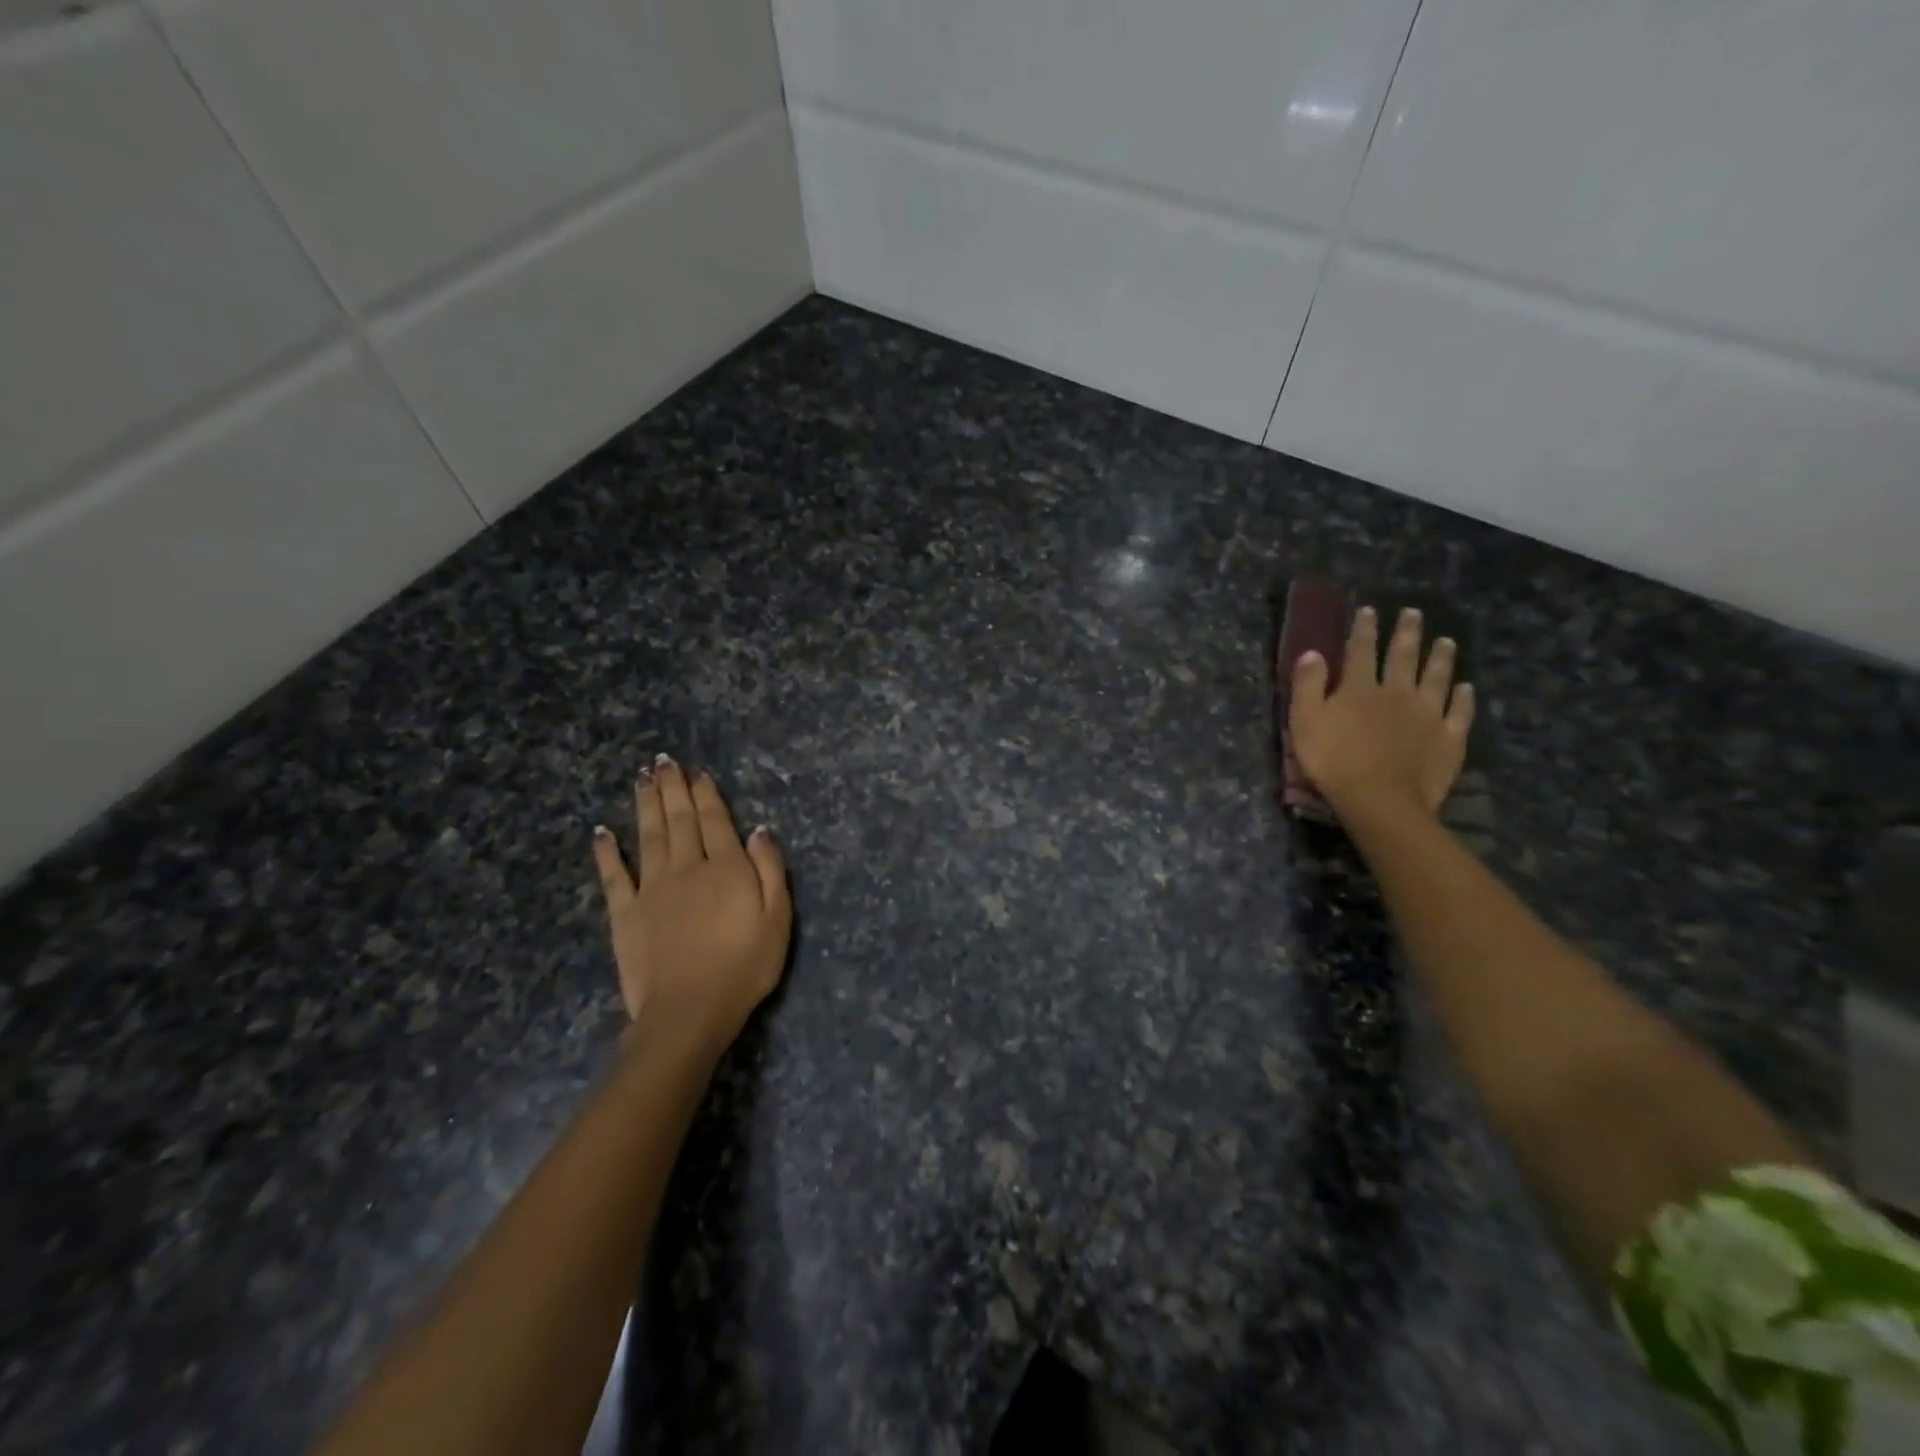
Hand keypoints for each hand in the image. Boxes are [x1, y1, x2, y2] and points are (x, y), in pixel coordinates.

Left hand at [590, 756, 791, 1057]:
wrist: (688, 1012)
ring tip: (641, 778)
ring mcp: (652, 889)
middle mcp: (687, 868)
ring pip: (648, 836)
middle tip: (663, 761)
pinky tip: (601, 831)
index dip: (706, 794)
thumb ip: (771, 871)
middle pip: (679, 820)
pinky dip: (607, 852)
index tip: (697, 772)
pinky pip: (614, 875)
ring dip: (645, 805)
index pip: (715, 821)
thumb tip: (760, 831)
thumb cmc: (744, 968)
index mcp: (726, 868)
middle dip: (673, 788)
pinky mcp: (625, 913)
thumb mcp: (777, 920)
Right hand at [1289, 605, 1475, 823]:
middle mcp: (1397, 692)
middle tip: (1413, 613)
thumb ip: (1308, 685)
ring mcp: (1428, 714)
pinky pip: (1459, 713)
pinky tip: (1466, 688)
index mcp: (1359, 688)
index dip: (1364, 629)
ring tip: (1446, 641)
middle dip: (1407, 633)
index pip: (1360, 651)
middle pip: (1403, 657)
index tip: (1369, 610)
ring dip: (1440, 657)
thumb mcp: (1305, 721)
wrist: (1380, 800)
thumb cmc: (1333, 761)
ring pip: (1436, 678)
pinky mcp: (1449, 738)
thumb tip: (1313, 652)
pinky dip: (1464, 698)